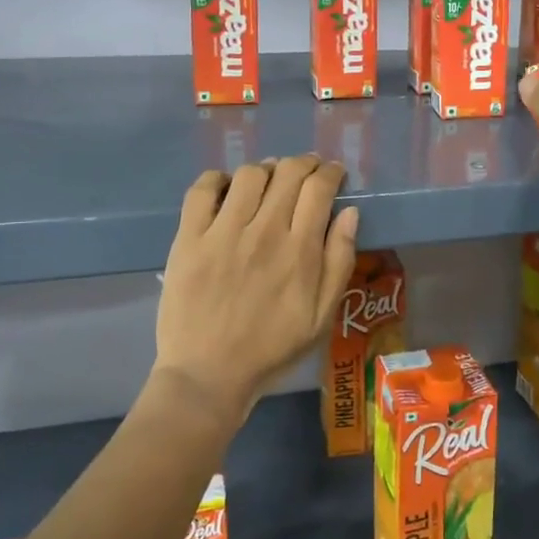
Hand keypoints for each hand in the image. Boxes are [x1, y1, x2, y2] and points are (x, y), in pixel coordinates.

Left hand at [155, 156, 359, 425]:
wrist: (208, 375)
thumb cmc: (271, 349)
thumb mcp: (321, 316)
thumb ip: (339, 261)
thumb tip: (349, 212)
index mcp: (299, 250)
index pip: (319, 188)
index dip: (330, 172)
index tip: (333, 173)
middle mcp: (263, 231)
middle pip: (287, 173)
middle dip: (304, 163)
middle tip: (306, 171)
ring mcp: (222, 232)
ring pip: (249, 175)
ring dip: (266, 169)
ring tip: (269, 179)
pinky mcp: (189, 238)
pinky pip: (202, 190)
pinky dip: (217, 179)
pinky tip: (226, 188)